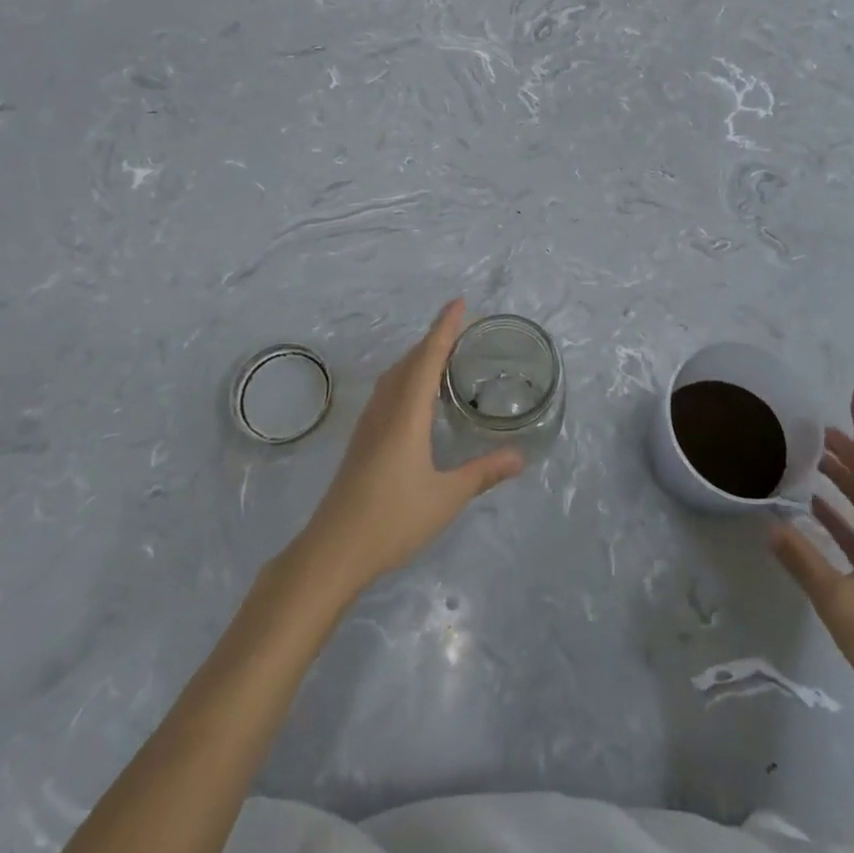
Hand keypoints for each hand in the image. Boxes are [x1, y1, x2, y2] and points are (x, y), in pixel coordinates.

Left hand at [297, 300, 523, 596]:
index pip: (428, 359)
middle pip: (410, 362)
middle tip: (460, 327)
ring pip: (394, 376)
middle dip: (433, 339)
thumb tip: (520, 456)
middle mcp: (385, 410)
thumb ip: (483, 473)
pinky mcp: (362, 441)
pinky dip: (406, 377)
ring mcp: (369, 425)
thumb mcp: (446, 497)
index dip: (444, 329)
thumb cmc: (392, 519)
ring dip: (417, 357)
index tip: (458, 303)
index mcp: (407, 414)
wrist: (332, 550)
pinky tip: (414, 395)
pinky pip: (387, 392)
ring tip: (440, 354)